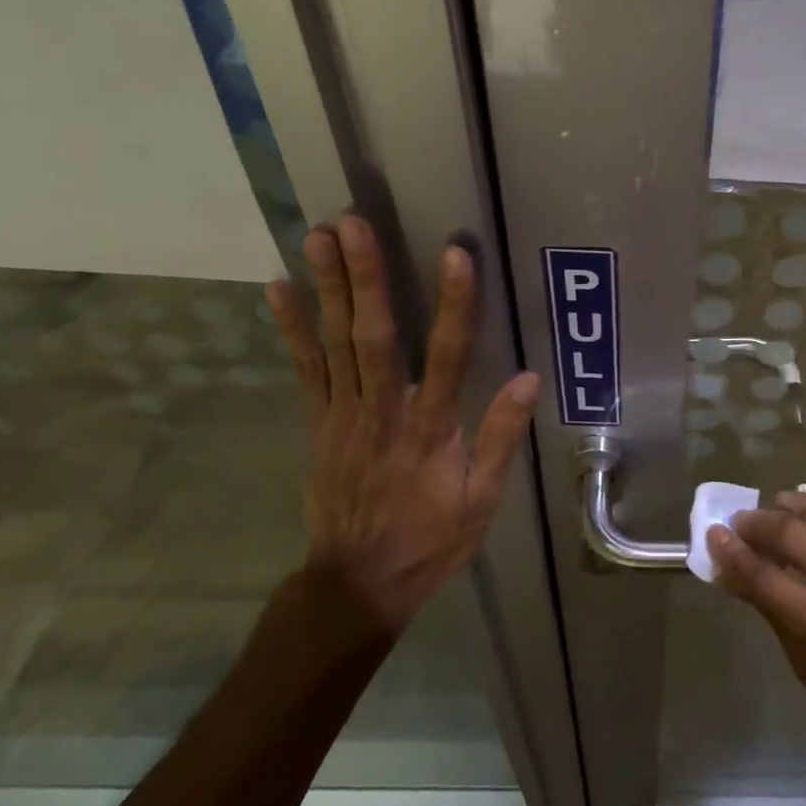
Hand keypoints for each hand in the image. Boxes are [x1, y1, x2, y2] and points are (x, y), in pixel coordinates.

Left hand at [266, 215, 537, 640]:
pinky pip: (304, 369)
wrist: (357, 582)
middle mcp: (383, 411)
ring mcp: (343, 415)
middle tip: (353, 223)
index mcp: (430, 428)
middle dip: (365, 276)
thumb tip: (528, 379)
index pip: (448, 355)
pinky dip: (291, 328)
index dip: (454, 303)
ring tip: (318, 235)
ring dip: (327, 287)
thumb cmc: (430, 539)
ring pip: (335, 343)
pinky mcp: (318, 423)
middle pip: (375, 336)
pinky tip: (278, 288)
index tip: (454, 254)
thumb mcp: (482, 500)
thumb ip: (500, 437)